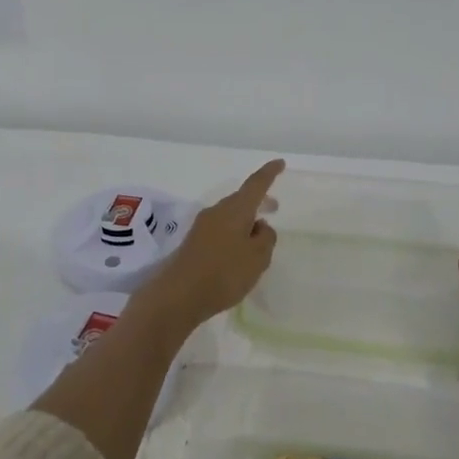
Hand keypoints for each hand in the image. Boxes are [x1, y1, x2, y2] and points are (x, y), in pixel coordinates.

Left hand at [130, 160, 284, 329]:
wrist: (178, 295)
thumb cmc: (224, 273)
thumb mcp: (257, 258)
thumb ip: (266, 238)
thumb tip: (260, 226)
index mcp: (235, 210)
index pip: (256, 184)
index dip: (269, 173)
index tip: (280, 163)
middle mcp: (217, 212)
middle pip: (241, 200)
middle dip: (258, 201)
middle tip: (274, 207)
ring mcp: (202, 226)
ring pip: (230, 216)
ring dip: (246, 220)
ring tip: (259, 236)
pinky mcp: (194, 243)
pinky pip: (220, 230)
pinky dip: (234, 233)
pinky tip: (239, 252)